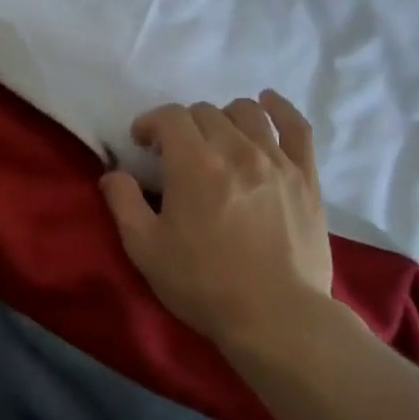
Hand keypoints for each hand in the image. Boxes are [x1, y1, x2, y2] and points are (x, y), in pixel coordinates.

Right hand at [100, 92, 338, 351]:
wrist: (275, 316)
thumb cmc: (203, 284)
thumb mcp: (145, 249)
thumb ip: (123, 203)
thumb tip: (112, 174)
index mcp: (194, 165)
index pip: (170, 116)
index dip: (150, 123)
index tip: (141, 143)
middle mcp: (236, 150)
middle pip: (206, 112)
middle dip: (183, 126)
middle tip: (175, 154)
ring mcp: (276, 161)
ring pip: (247, 113)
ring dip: (223, 117)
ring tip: (216, 139)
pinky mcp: (306, 177)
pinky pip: (296, 127)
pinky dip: (279, 109)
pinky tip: (268, 104)